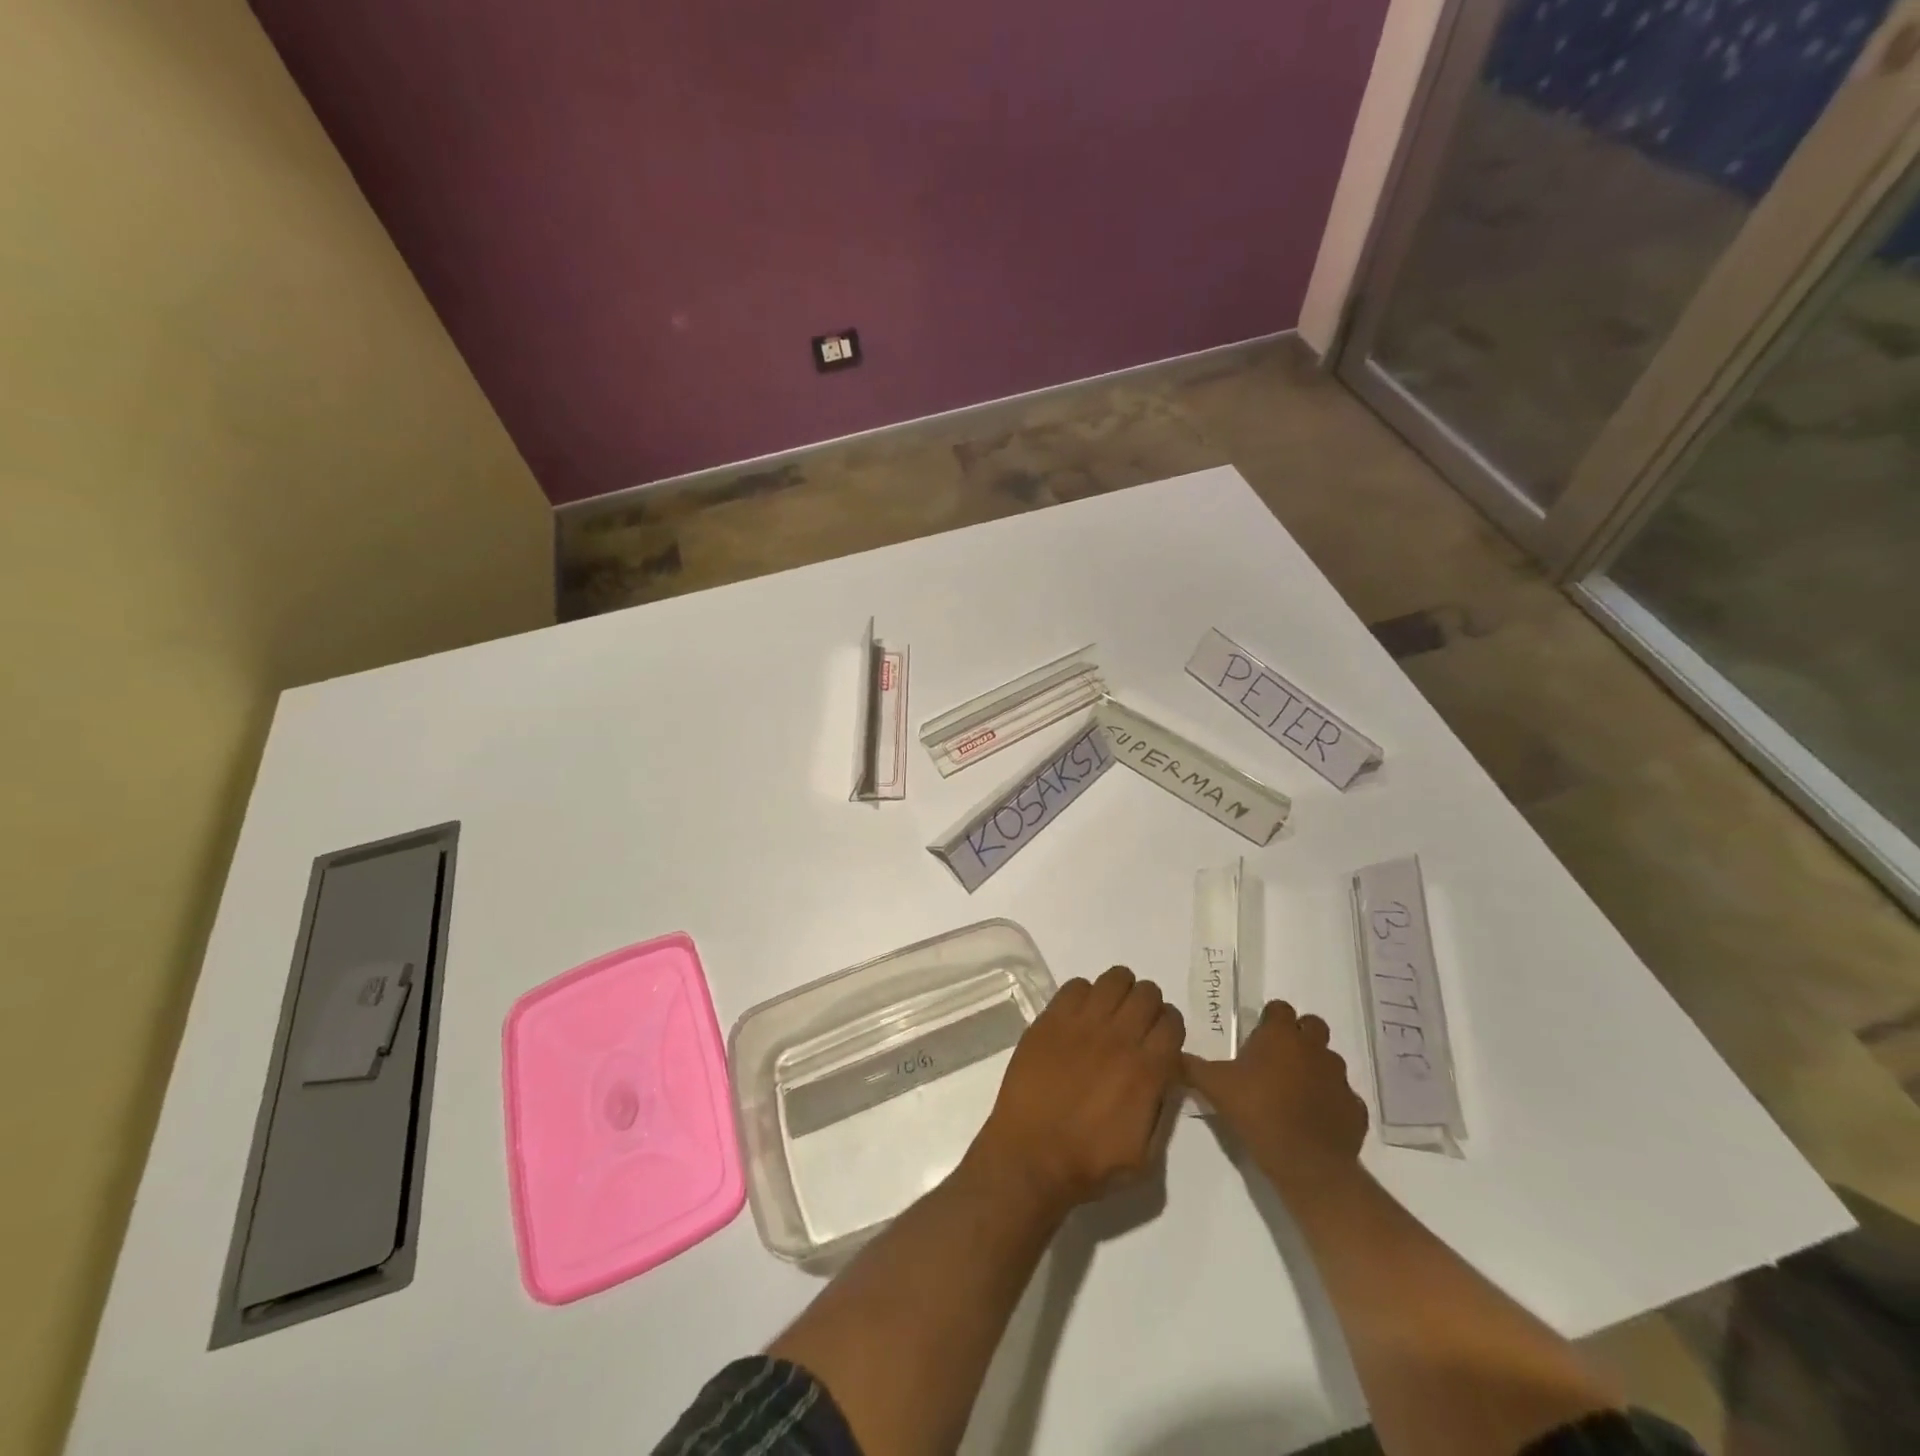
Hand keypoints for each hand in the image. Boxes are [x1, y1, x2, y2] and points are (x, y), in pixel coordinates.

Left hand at [968, 966, 1183, 1215]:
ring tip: (1110, 1012)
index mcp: (1146, 1070)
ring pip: (1115, 979)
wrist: (1031, 1157)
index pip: (1172, 1022)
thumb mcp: (1146, 1154)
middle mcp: (1118, 1038)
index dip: (1169, 1029)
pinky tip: (1080, 1017)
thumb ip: (1161, 1108)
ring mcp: (1082, 1023)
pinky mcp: (1050, 1019)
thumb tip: (1165, 1074)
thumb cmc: (1090, 1164)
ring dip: (1120, 992)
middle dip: (1148, 1006)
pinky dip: (1084, 995)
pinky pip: (1076, 985)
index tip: (1160, 1041)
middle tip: (1135, 1025)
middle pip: (1147, 993)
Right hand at [1182, 1000, 1367, 1190]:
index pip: (1279, 1008)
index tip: (1257, 1038)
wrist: (1306, 1163)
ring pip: (1329, 1060)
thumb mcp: (1214, 1086)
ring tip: (1294, 1091)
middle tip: (1277, 1059)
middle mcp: (1314, 1048)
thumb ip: (1192, 1066)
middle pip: (1311, 1026)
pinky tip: (1314, 1118)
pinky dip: (1331, 1102)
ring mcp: (1339, 1078)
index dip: (1269, 1020)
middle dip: (1298, 1036)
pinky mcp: (1355, 1108)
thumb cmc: (1257, 1111)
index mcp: (1281, 1035)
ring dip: (1315, 1068)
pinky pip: (1343, 1097)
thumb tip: (1171, 1053)